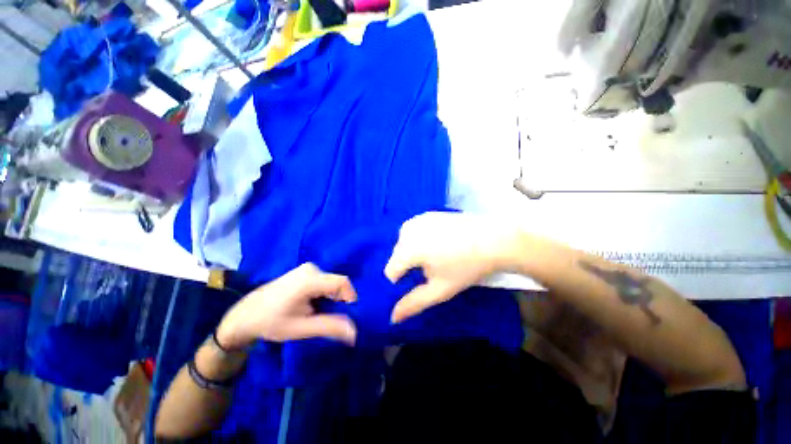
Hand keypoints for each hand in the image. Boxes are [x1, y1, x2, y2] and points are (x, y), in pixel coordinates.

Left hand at [216, 263, 357, 347]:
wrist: (244, 316)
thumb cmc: (271, 323)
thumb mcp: (301, 328)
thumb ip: (330, 327)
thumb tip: (355, 333)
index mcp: (310, 279)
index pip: (342, 282)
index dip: (350, 298)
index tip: (345, 315)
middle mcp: (311, 269)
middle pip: (337, 283)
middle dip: (338, 301)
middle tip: (329, 318)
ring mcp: (307, 268)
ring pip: (331, 283)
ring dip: (331, 298)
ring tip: (318, 313)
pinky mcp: (304, 272)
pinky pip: (323, 281)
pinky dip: (324, 294)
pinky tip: (312, 305)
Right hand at [385, 212, 523, 322]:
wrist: (494, 239)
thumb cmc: (467, 267)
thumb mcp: (440, 289)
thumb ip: (414, 303)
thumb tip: (392, 318)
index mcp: (408, 249)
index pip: (390, 271)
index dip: (403, 281)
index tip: (422, 281)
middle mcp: (407, 230)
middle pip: (397, 256)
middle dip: (408, 265)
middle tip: (433, 269)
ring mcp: (417, 219)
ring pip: (404, 243)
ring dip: (413, 252)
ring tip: (437, 255)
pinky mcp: (427, 214)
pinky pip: (414, 231)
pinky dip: (420, 239)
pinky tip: (439, 242)